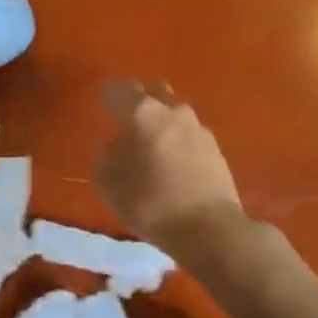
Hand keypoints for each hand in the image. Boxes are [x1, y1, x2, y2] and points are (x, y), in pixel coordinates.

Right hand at [93, 81, 243, 254]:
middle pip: (154, 92)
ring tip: (153, 145)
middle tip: (128, 121)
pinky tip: (174, 162)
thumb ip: (104, 157)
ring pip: (175, 113)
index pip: (119, 90)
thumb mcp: (110, 184)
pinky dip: (179, 141)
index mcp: (143, 113)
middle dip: (140, 100)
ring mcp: (198, 128)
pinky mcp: (216, 148)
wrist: (209, 228)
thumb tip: (108, 143)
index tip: (101, 105)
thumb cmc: (150, 203)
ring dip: (162, 122)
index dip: (107, 95)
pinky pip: (190, 134)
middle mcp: (173, 111)